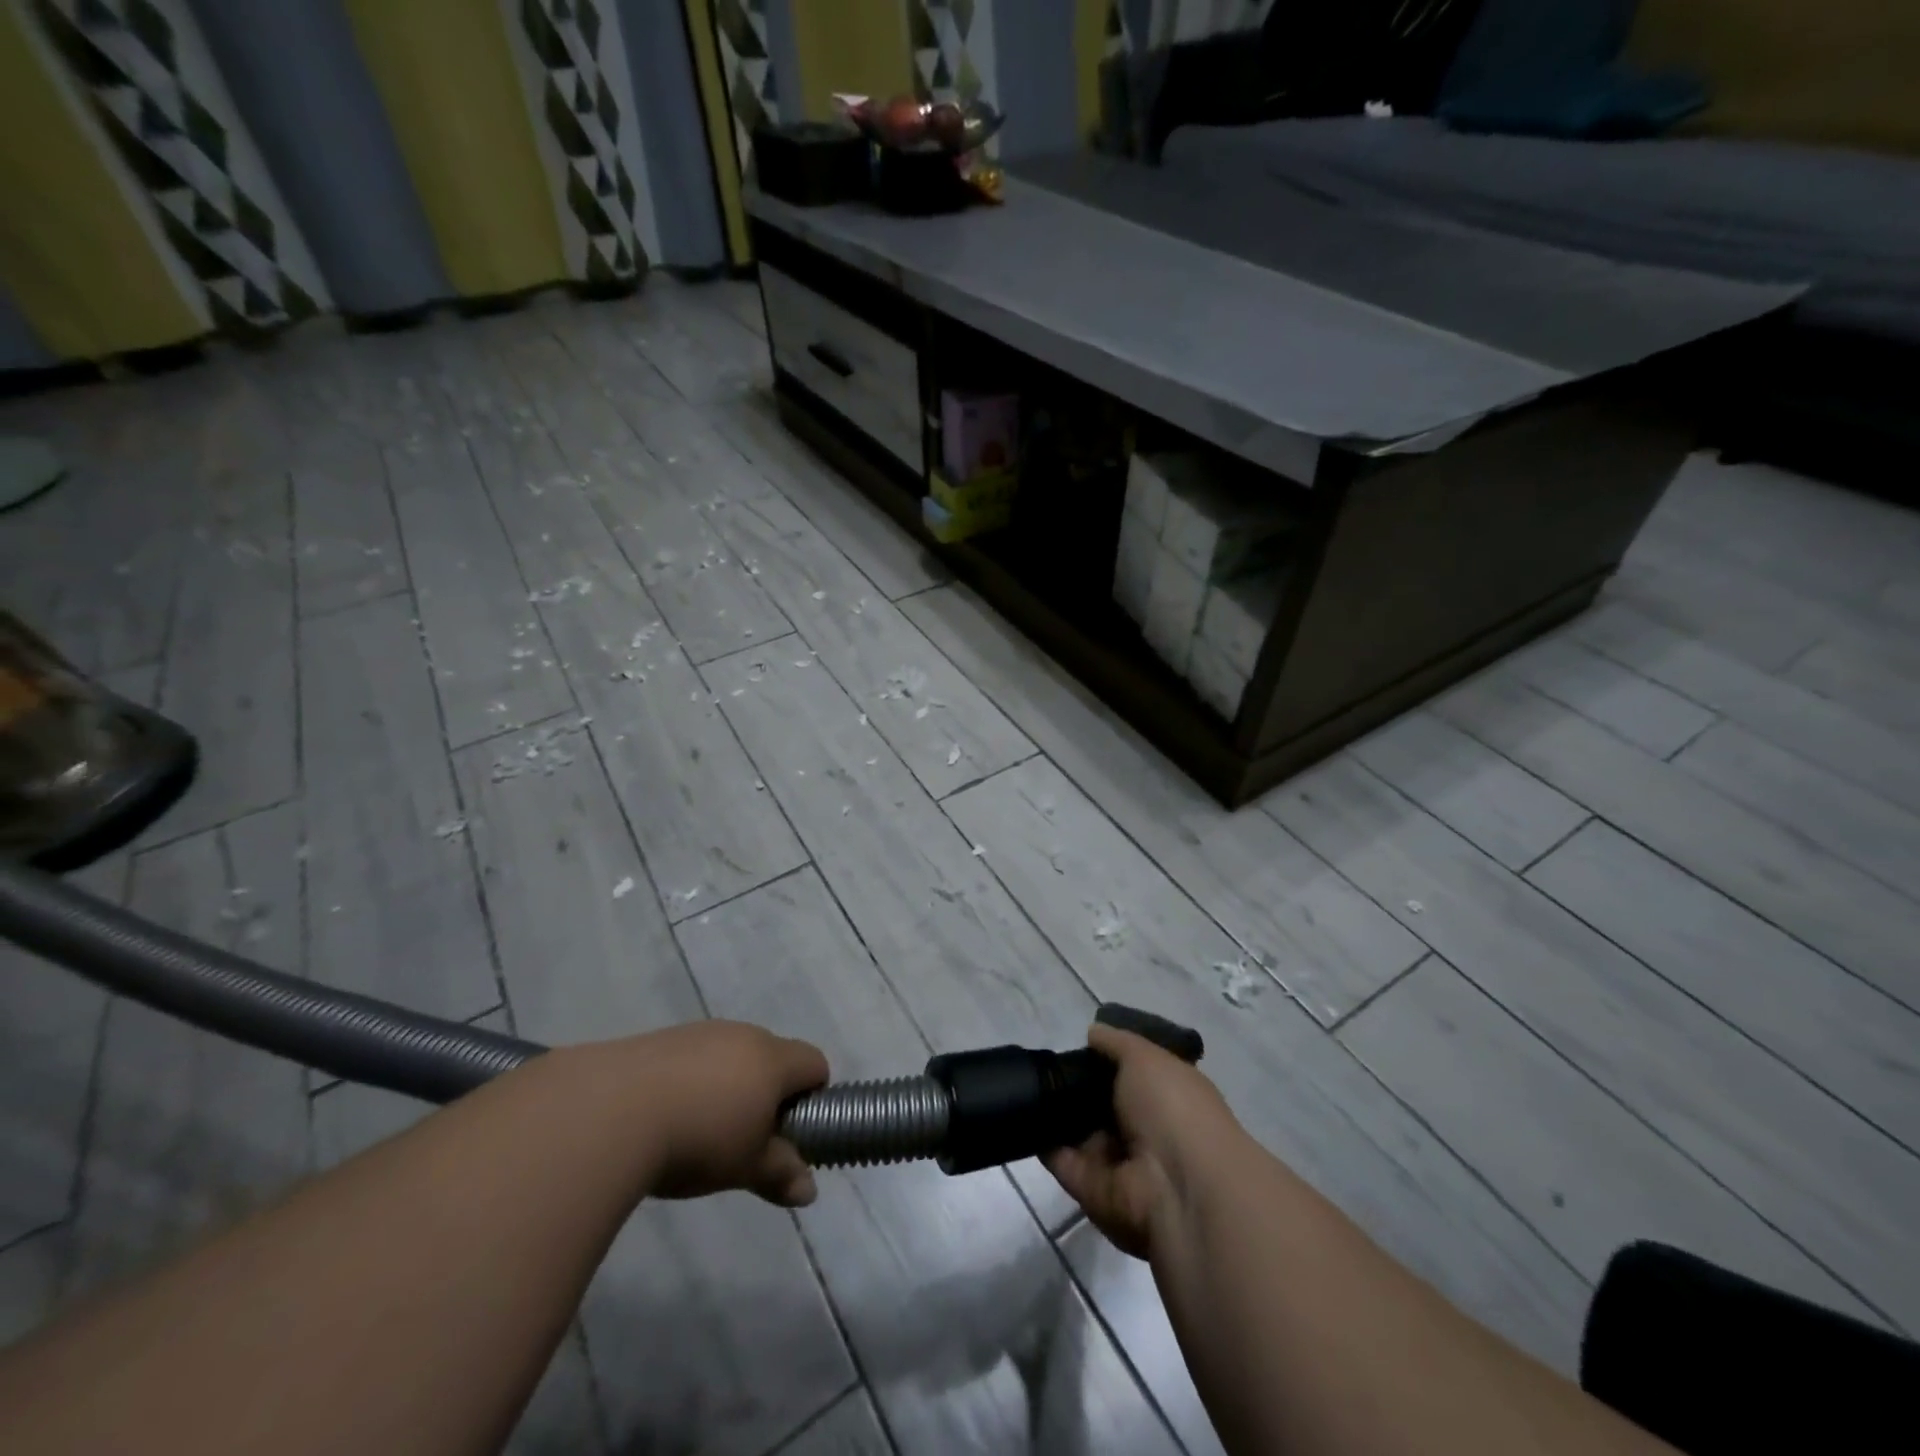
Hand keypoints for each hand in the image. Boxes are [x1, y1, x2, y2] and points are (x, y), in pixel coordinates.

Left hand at [616, 1021, 829, 1207]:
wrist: (609, 1112)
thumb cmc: (698, 1139)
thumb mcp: (745, 1166)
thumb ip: (780, 1173)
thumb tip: (809, 1191)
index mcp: (773, 1058)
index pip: (815, 1063)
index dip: (812, 1096)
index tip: (790, 1132)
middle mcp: (742, 1034)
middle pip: (773, 1056)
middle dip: (767, 1094)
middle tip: (745, 1139)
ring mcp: (700, 1032)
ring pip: (730, 1055)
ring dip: (727, 1086)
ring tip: (698, 1132)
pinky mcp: (661, 1039)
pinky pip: (693, 1057)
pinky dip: (691, 1082)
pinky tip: (664, 1117)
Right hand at [1045, 1023, 1243, 1259]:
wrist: (1177, 1187)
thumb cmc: (1172, 1108)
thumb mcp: (1146, 1057)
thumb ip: (1116, 1043)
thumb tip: (1093, 1033)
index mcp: (1168, 1098)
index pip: (1133, 1076)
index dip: (1107, 1060)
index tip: (1078, 1045)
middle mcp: (1146, 1131)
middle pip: (1103, 1105)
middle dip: (1076, 1086)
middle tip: (1046, 1065)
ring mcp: (1119, 1164)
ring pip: (1080, 1132)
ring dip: (1056, 1113)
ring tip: (1029, 1084)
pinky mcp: (1092, 1190)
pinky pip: (1062, 1160)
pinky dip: (1043, 1141)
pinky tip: (1023, 1114)